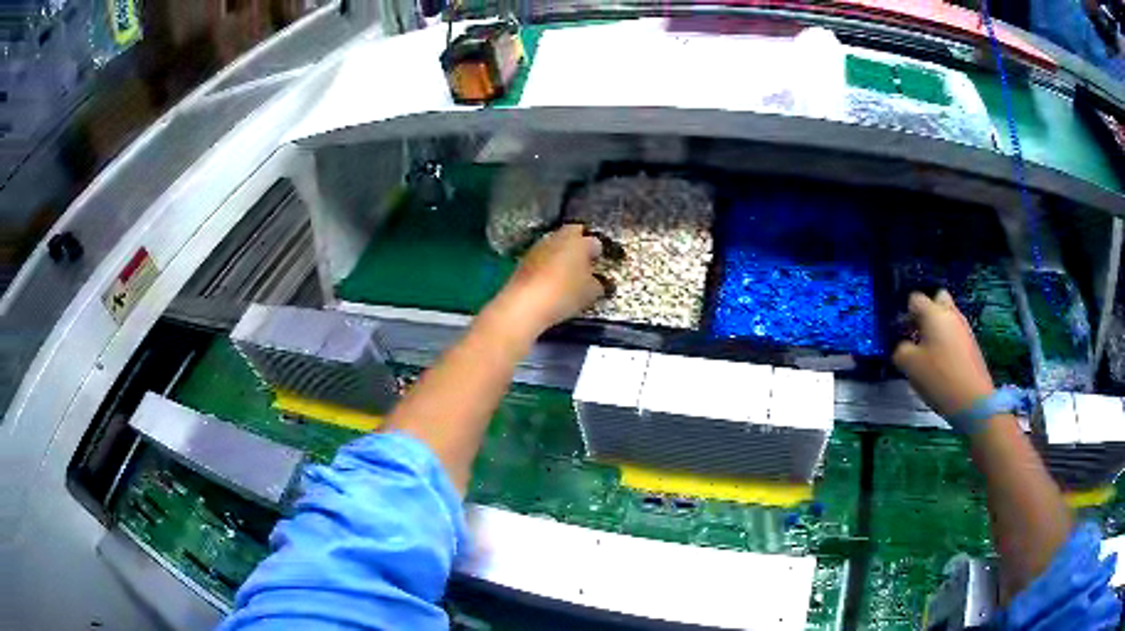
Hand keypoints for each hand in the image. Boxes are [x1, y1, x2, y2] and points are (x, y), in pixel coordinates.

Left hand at [491, 224, 605, 334]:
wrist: (524, 304)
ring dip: (561, 255)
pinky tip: (550, 281)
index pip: (594, 241)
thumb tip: (596, 281)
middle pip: (572, 236)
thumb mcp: (590, 293)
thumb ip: (597, 284)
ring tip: (567, 274)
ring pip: (555, 245)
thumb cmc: (564, 294)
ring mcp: (538, 247)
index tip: (598, 263)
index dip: (597, 252)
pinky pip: (542, 258)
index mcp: (579, 241)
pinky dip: (547, 265)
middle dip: (578, 247)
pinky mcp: (523, 259)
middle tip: (583, 264)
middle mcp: (558, 237)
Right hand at [893, 290, 995, 416]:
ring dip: (938, 328)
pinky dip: (948, 342)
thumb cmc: (939, 378)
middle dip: (927, 311)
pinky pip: (956, 333)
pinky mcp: (972, 344)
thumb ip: (901, 350)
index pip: (915, 299)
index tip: (903, 331)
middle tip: (919, 333)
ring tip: (930, 353)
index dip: (906, 313)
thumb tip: (903, 347)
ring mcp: (964, 328)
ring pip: (948, 317)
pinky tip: (943, 364)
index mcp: (933, 313)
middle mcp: (950, 314)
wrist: (973, 399)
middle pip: (937, 299)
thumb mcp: (909, 366)